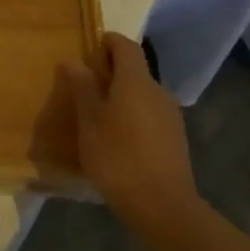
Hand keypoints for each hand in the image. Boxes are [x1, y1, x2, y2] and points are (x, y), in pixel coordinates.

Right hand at [59, 32, 196, 228]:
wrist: (163, 207)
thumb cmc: (119, 157)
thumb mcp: (89, 121)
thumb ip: (82, 87)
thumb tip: (74, 61)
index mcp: (136, 81)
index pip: (125, 45)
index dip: (107, 42)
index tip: (88, 53)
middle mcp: (158, 91)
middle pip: (134, 70)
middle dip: (110, 74)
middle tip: (85, 90)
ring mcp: (171, 116)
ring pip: (142, 95)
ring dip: (121, 98)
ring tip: (98, 119)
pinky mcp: (175, 140)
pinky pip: (150, 116)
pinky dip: (133, 118)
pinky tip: (118, 141)